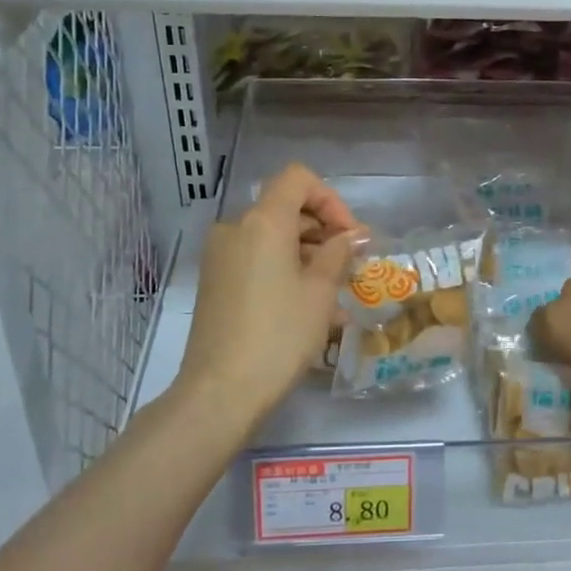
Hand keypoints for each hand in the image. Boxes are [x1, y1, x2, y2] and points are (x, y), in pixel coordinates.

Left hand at [177, 164, 362, 433]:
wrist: (221, 391)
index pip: (298, 179)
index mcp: (262, 222)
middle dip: (323, 231)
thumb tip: (355, 235)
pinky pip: (256, 262)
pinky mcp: (215, 282)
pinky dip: (284, 271)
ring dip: (307, 256)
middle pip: (285, 209)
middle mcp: (235, 229)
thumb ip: (339, 253)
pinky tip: (309, 308)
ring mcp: (220, 256)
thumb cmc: (280, 335)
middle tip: (351, 266)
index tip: (350, 236)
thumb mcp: (319, 292)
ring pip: (272, 239)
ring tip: (336, 295)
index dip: (330, 200)